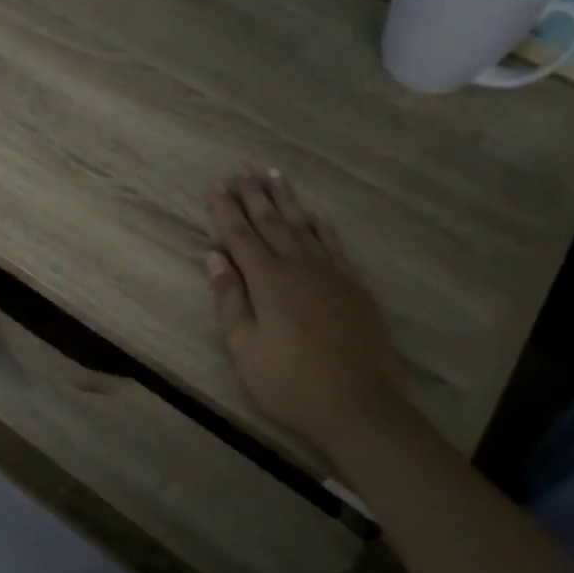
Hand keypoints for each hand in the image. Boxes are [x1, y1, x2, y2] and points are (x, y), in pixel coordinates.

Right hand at [206, 170, 410, 458]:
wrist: (359, 405)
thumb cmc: (289, 381)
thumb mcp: (244, 347)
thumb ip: (229, 298)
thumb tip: (215, 256)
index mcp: (267, 280)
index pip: (240, 236)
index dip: (226, 210)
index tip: (216, 185)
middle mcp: (299, 266)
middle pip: (271, 222)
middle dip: (253, 194)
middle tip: (241, 167)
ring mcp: (331, 274)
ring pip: (303, 226)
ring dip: (286, 200)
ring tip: (274, 174)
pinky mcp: (355, 287)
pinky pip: (334, 244)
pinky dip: (321, 226)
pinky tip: (314, 215)